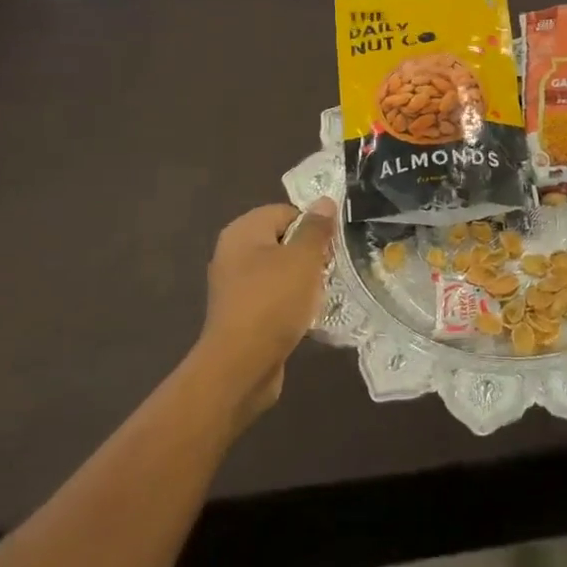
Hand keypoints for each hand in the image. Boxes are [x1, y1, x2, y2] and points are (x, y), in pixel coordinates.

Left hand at [194, 198, 336, 425]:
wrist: (242, 364)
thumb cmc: (274, 302)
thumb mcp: (303, 259)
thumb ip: (316, 228)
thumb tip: (324, 201)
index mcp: (243, 232)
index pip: (286, 212)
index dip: (313, 226)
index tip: (333, 247)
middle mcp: (233, 253)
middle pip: (282, 241)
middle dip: (310, 254)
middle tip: (331, 269)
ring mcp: (235, 286)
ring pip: (279, 271)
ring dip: (303, 280)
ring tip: (323, 293)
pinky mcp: (241, 314)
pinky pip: (273, 296)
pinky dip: (291, 302)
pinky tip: (307, 315)